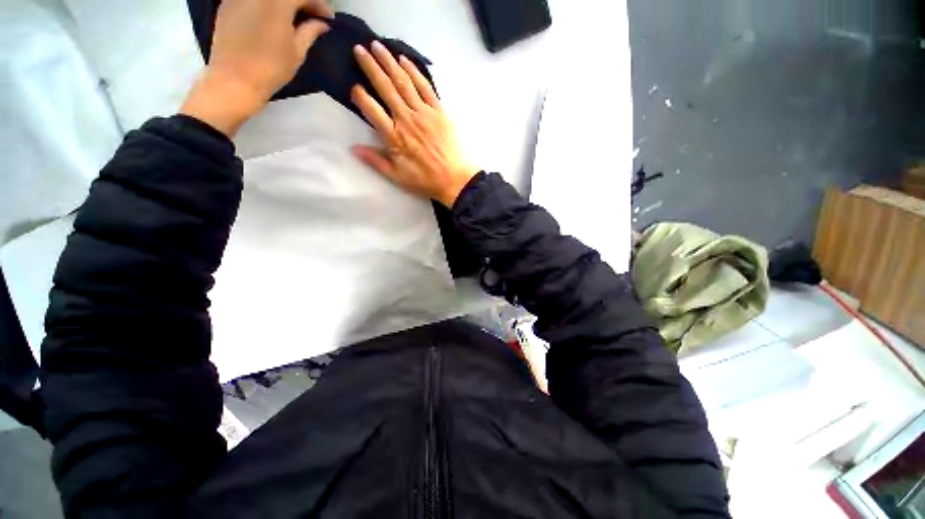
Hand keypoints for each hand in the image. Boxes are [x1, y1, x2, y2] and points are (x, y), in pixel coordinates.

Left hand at [181, 0, 332, 135]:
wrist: (234, 79)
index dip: (320, 5)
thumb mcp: (297, 52)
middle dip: (303, 2)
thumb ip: (310, 32)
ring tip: (293, 17)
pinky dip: (266, 5)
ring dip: (284, 3)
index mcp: (277, 2)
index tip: (329, 19)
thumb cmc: (271, 68)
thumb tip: (322, 24)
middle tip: (313, 16)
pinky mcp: (227, 3)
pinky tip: (272, 16)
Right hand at [351, 42, 477, 207]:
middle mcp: (407, 119)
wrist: (455, 179)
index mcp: (394, 137)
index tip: (354, 88)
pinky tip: (404, 60)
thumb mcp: (398, 177)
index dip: (360, 96)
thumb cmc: (426, 180)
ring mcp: (424, 113)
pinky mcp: (439, 111)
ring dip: (389, 62)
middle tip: (359, 49)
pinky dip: (414, 72)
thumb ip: (376, 161)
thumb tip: (353, 148)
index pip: (371, 109)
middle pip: (385, 88)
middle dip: (370, 66)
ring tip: (377, 47)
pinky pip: (425, 87)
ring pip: (403, 82)